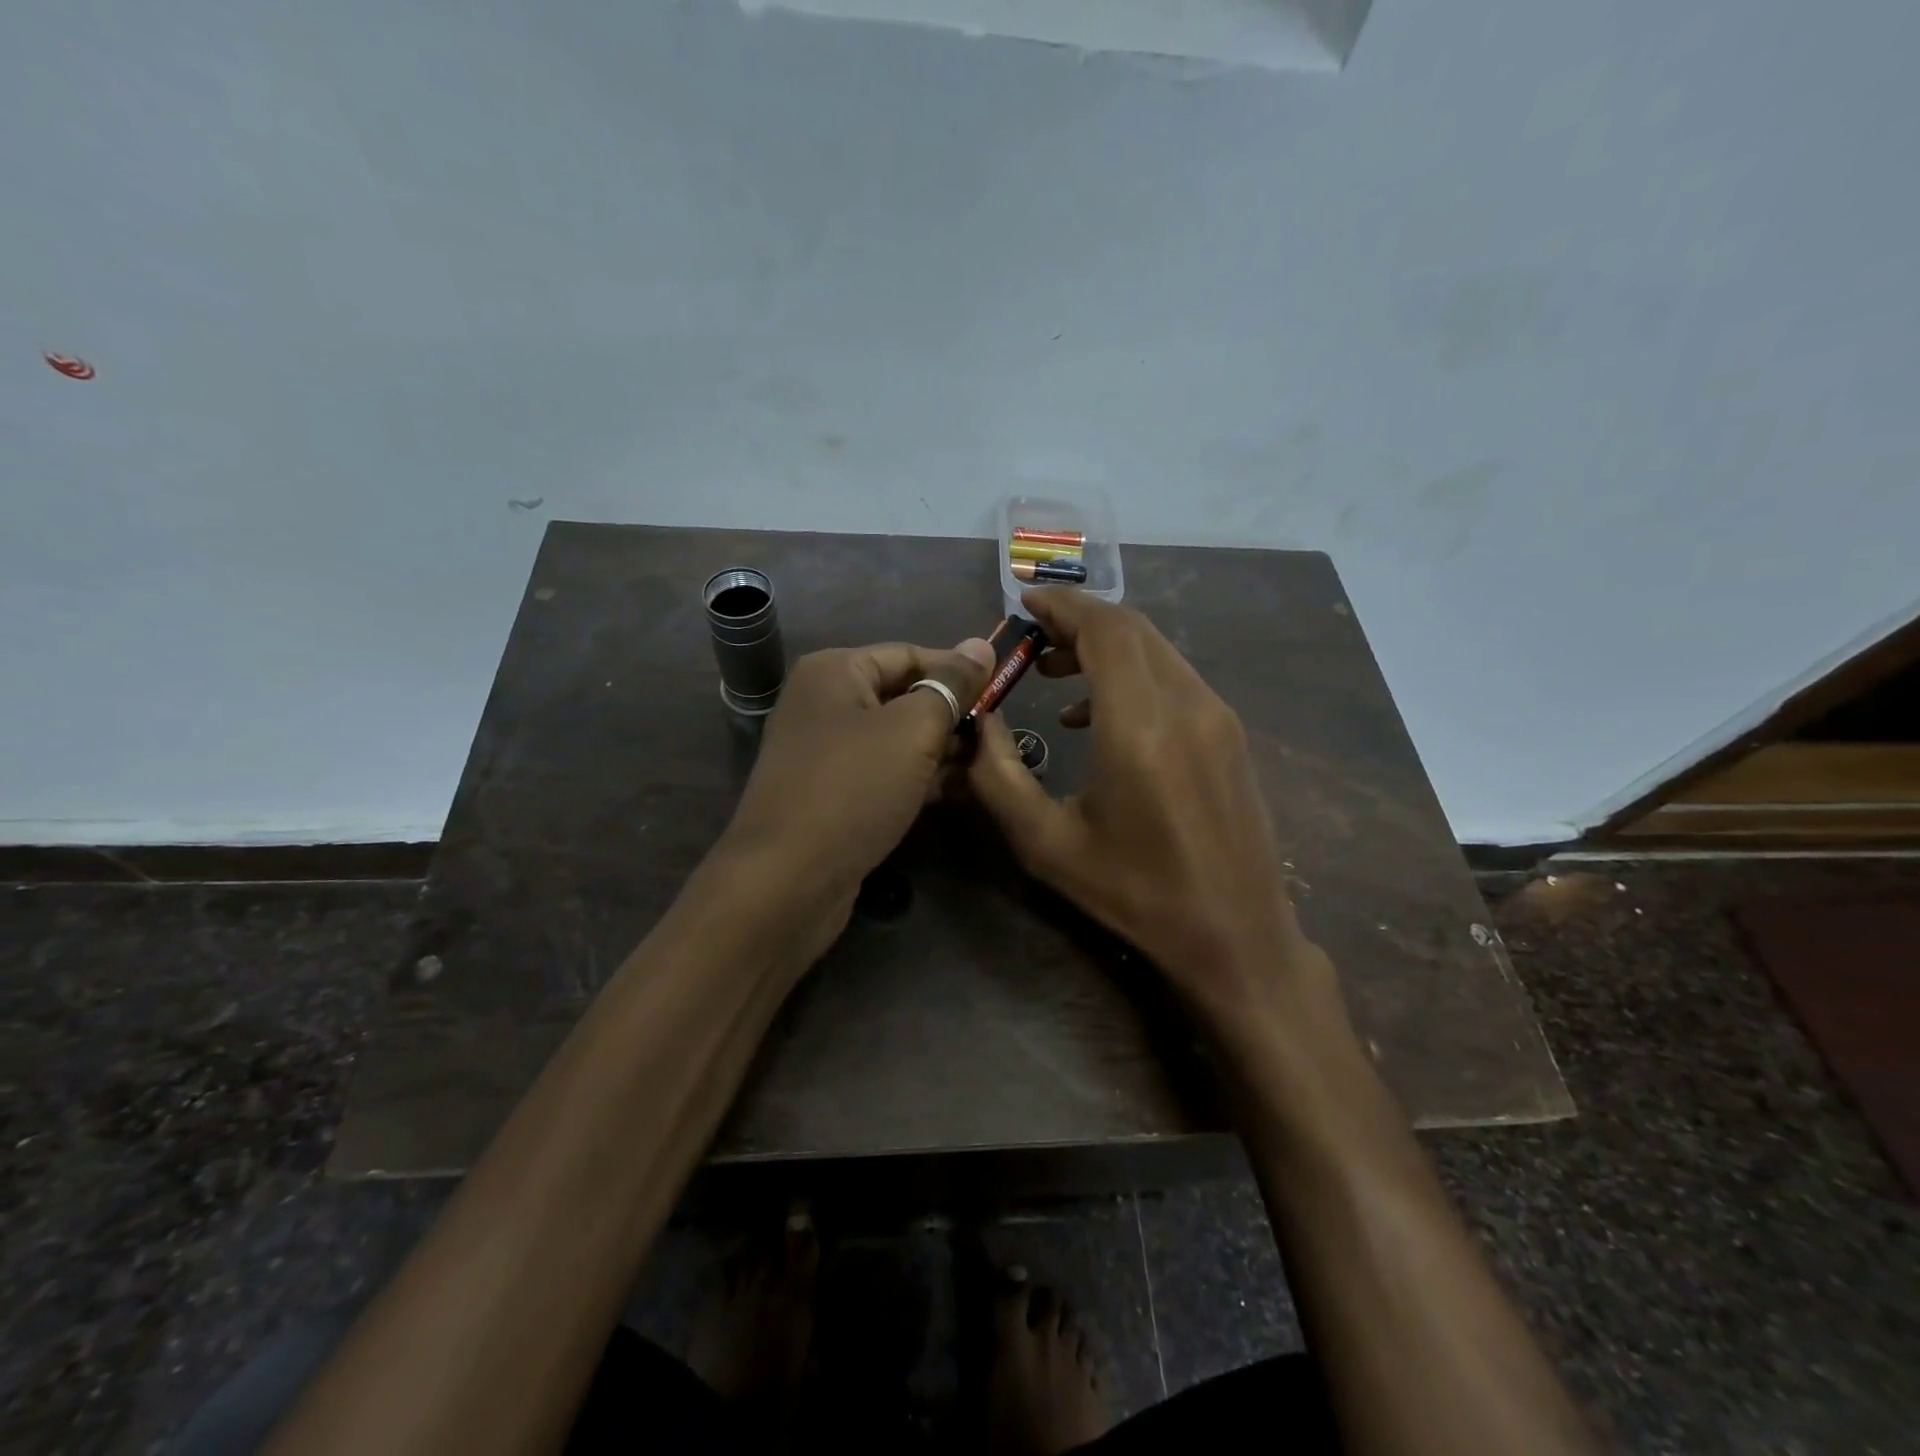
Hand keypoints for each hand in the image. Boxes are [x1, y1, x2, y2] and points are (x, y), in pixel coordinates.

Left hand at [719, 637, 993, 945]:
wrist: (788, 880)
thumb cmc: (854, 788)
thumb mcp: (913, 729)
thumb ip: (951, 686)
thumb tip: (982, 644)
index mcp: (834, 671)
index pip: (910, 654)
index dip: (958, 672)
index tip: (1003, 694)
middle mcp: (823, 703)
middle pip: (902, 695)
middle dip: (950, 715)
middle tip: (997, 736)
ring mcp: (823, 752)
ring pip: (895, 738)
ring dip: (939, 749)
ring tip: (987, 763)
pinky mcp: (831, 793)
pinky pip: (883, 771)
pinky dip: (916, 777)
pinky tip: (954, 790)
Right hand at [966, 589, 1308, 1021]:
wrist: (1236, 937)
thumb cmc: (1135, 894)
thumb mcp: (1046, 843)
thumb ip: (999, 775)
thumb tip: (978, 721)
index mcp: (1140, 725)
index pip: (1105, 629)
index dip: (1063, 606)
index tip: (1024, 602)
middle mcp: (1187, 704)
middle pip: (1132, 630)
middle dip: (1078, 623)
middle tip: (1031, 641)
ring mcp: (1217, 717)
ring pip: (1155, 651)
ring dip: (1105, 647)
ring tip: (1055, 674)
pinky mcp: (1230, 734)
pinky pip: (1174, 679)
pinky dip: (1132, 674)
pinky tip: (1099, 716)